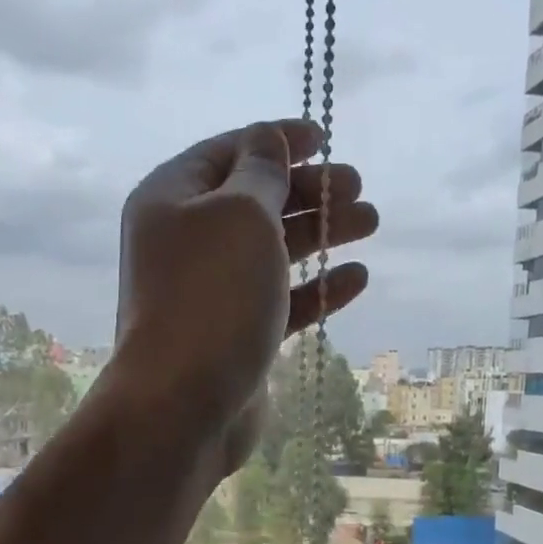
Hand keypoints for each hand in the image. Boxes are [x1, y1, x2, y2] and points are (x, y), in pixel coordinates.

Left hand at [112, 119, 377, 472]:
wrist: (183, 404)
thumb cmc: (212, 297)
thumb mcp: (241, 215)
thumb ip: (261, 172)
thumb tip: (267, 140)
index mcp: (172, 198)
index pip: (230, 153)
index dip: (277, 140)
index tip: (325, 138)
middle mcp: (188, 241)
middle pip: (256, 202)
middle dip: (309, 191)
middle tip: (358, 188)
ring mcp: (212, 292)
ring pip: (273, 251)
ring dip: (322, 234)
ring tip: (370, 224)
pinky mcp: (236, 334)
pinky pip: (280, 300)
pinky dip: (317, 288)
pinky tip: (356, 279)